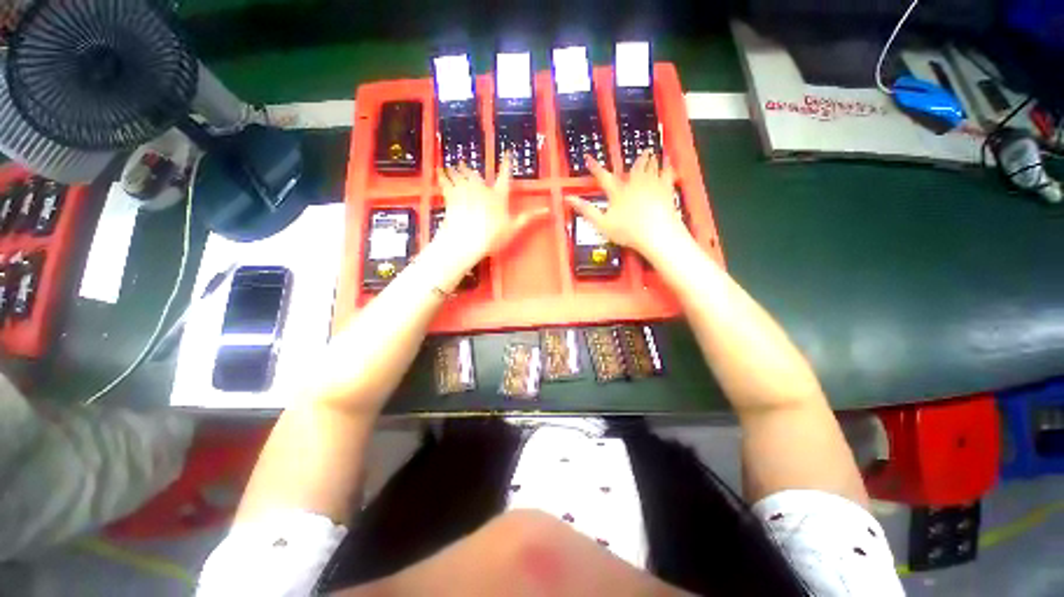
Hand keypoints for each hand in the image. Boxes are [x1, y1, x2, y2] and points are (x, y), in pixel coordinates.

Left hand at [434, 153, 547, 267]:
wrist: (466, 240)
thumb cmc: (492, 235)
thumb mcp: (513, 228)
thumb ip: (528, 218)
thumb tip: (547, 210)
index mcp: (498, 196)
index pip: (505, 176)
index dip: (507, 164)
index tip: (508, 152)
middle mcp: (481, 189)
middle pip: (477, 175)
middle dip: (472, 169)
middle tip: (466, 163)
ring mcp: (465, 192)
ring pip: (461, 176)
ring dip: (457, 170)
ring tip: (453, 164)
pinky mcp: (451, 197)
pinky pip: (446, 183)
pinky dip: (442, 176)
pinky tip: (439, 171)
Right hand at [565, 149, 687, 259]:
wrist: (656, 233)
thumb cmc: (628, 231)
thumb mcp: (602, 224)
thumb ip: (586, 210)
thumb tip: (569, 199)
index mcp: (618, 193)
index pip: (603, 177)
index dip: (594, 167)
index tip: (588, 157)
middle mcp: (634, 184)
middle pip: (632, 168)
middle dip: (633, 160)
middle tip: (636, 153)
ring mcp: (652, 185)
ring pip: (650, 167)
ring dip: (649, 159)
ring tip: (649, 152)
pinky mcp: (666, 190)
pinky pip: (668, 174)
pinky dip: (668, 167)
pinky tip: (669, 162)